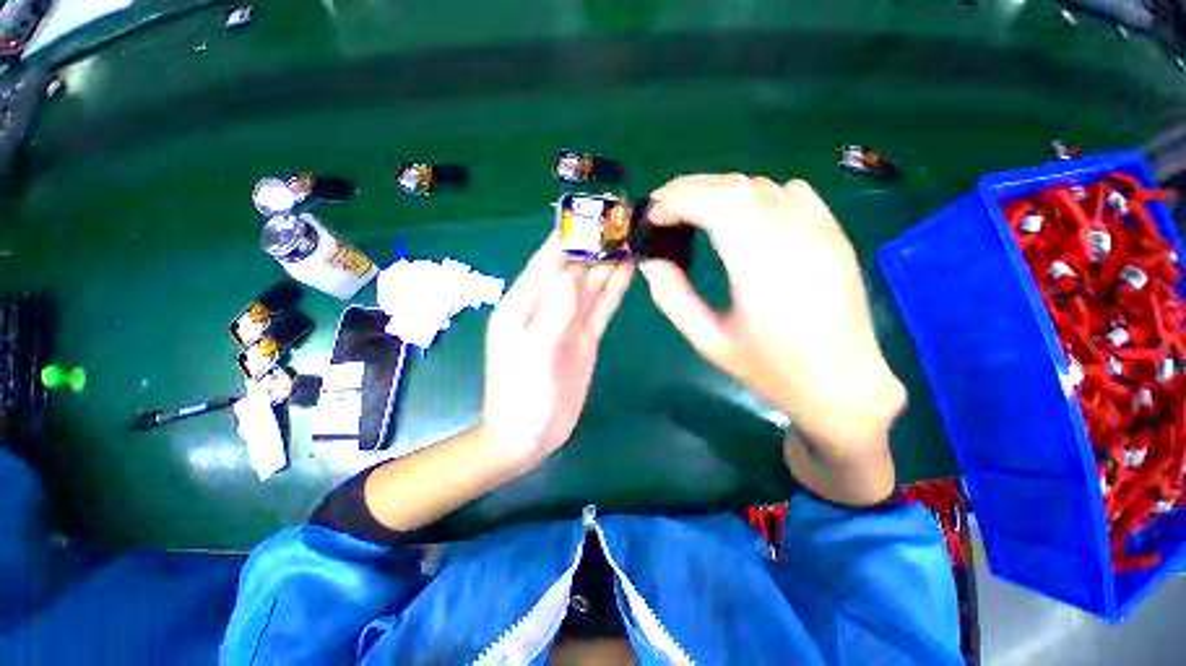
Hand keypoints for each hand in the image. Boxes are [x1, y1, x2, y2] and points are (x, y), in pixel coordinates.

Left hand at [483, 233, 633, 468]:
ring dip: (609, 264)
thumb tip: (574, 272)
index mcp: (524, 302)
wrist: (529, 434)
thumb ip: (554, 309)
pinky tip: (627, 272)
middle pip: (574, 268)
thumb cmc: (522, 393)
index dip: (567, 235)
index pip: (548, 259)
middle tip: (622, 222)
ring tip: (631, 240)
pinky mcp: (585, 337)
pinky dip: (614, 290)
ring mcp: (568, 321)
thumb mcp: (534, 349)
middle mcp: (547, 305)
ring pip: (591, 285)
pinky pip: (601, 307)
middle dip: (595, 246)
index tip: (590, 211)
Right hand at [640, 175, 904, 494]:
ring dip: (718, 191)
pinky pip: (789, 193)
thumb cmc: (771, 370)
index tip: (650, 216)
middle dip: (690, 189)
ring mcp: (821, 230)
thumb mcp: (708, 340)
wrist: (843, 386)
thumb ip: (672, 297)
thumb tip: (649, 261)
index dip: (676, 200)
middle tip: (661, 210)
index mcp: (763, 265)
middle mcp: (796, 235)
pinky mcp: (833, 233)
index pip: (715, 203)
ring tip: (691, 212)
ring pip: (760, 185)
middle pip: (735, 186)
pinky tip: (739, 216)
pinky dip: (753, 194)